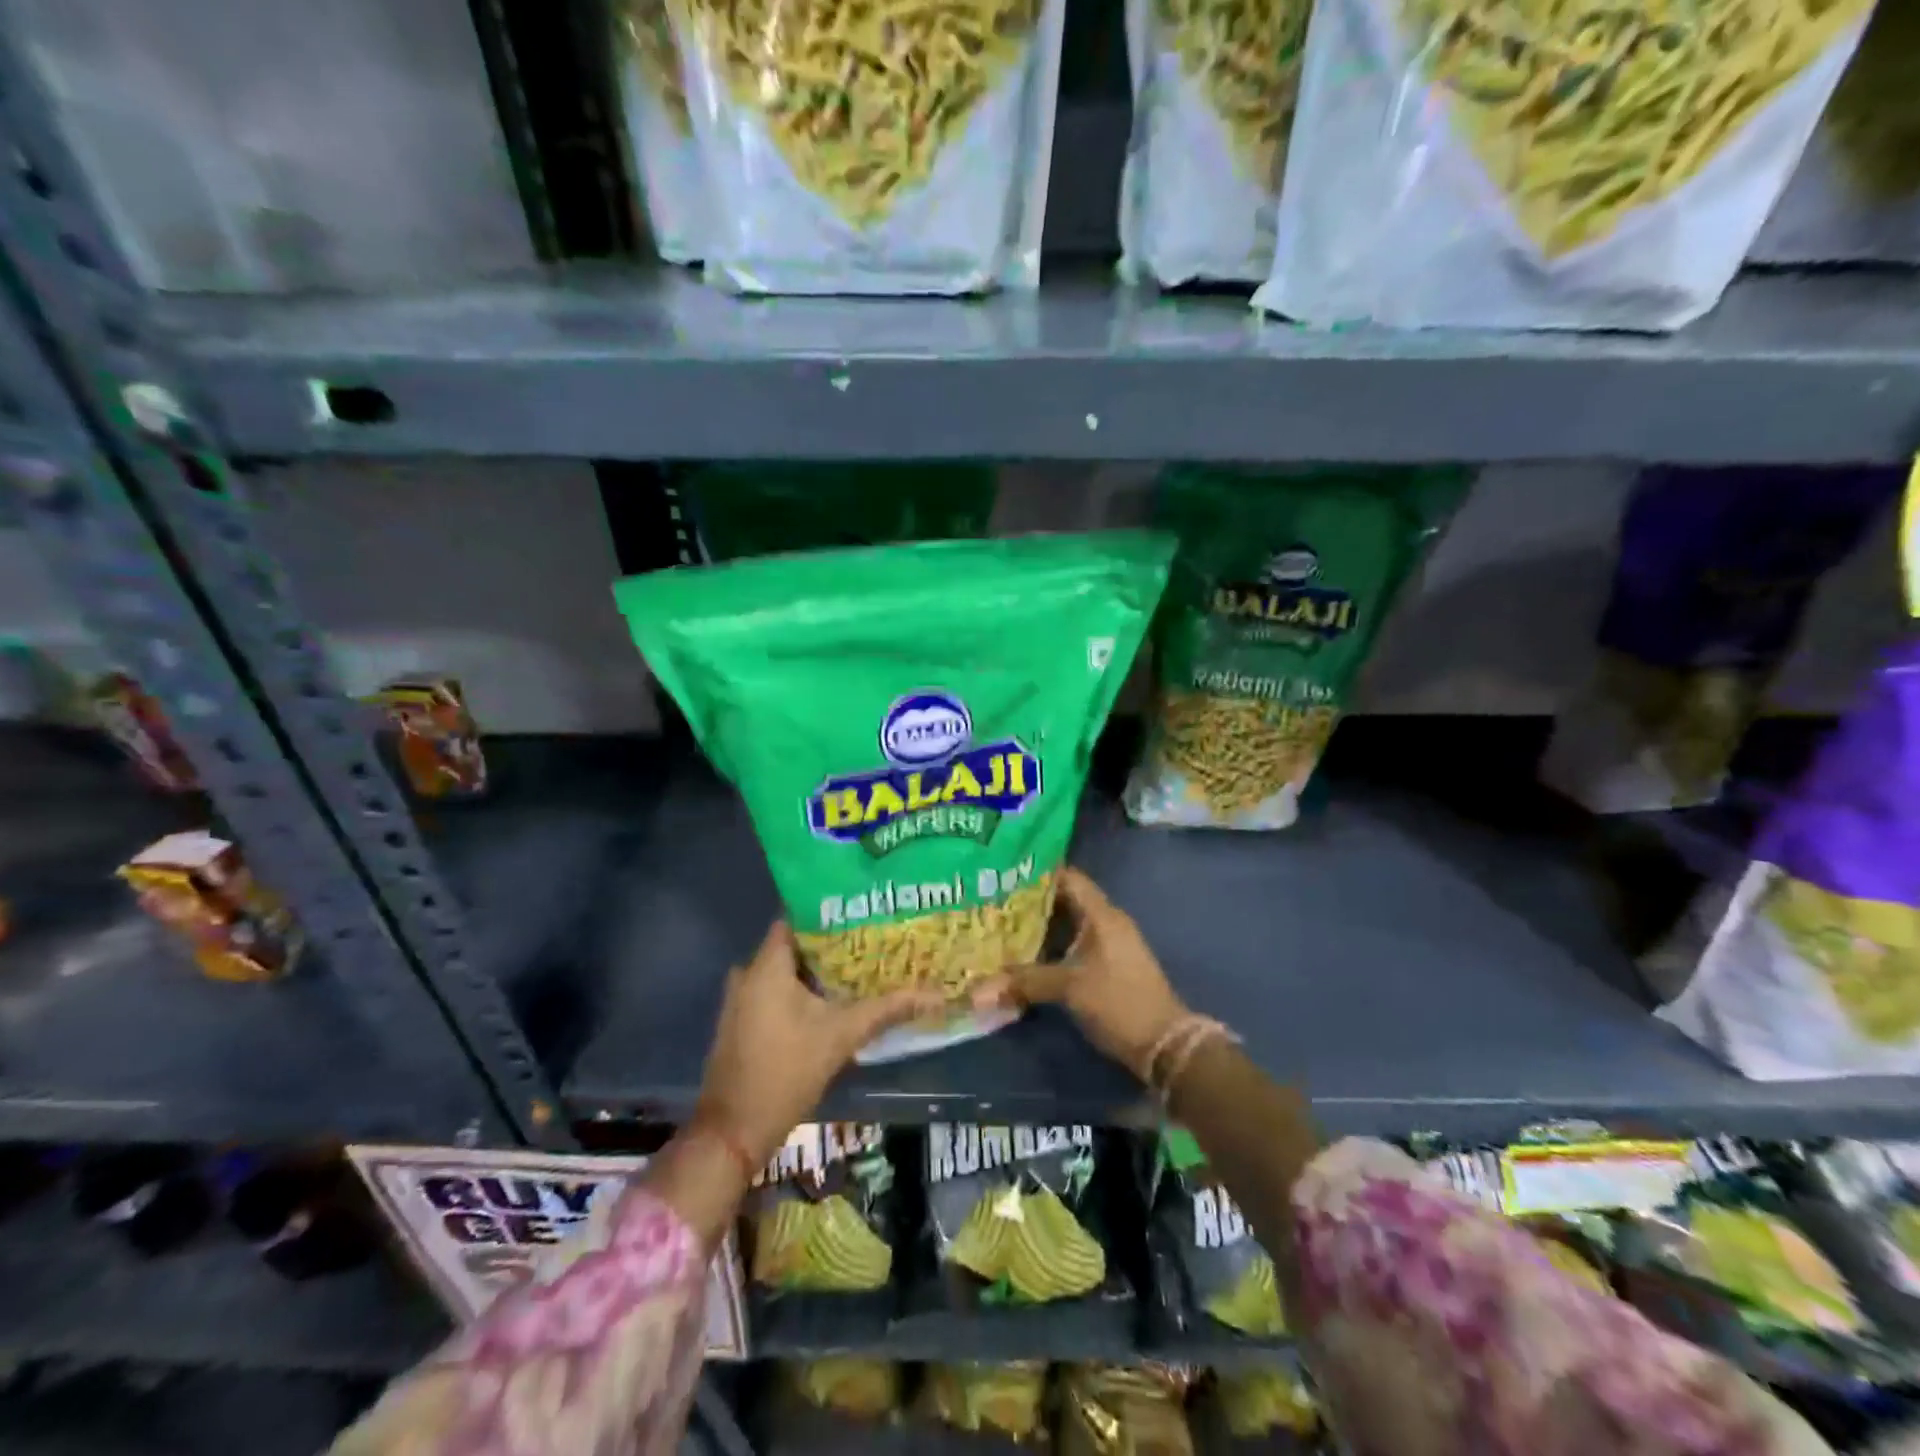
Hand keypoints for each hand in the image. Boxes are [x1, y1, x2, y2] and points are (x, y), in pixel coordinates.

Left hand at [697, 920, 943, 1169]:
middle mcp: (749, 973)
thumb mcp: (841, 1036)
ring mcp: (742, 999)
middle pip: (795, 944)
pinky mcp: (743, 1021)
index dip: (831, 911)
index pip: (798, 917)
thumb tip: (934, 994)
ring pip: (786, 970)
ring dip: (819, 970)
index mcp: (767, 965)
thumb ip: (886, 1010)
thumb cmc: (786, 1073)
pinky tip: (834, 998)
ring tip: (861, 965)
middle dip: (832, 943)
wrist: (734, 1132)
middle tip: (872, 939)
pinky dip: (802, 990)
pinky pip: (776, 991)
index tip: (864, 910)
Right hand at [971, 866, 1188, 1082]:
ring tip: (1002, 925)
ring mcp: (1110, 945)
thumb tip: (979, 988)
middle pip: (1066, 900)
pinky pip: (1074, 946)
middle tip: (995, 902)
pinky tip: (1026, 956)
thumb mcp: (1070, 989)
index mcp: (1102, 916)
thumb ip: (1026, 981)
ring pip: (1069, 926)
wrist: (1165, 1044)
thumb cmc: (1119, 1003)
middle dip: (1032, 902)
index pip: (1069, 878)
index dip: (1039, 873)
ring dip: (1041, 927)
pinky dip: (1052, 947)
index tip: (1006, 873)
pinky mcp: (1108, 967)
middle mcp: (1107, 923)